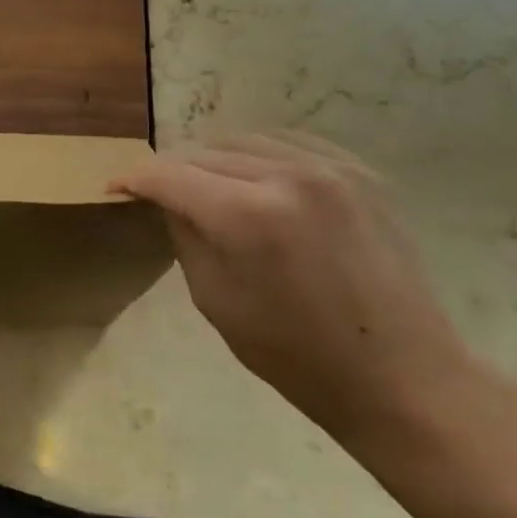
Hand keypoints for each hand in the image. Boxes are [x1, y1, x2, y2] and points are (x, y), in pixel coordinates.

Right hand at [114, 135, 479, 445]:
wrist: (402, 377)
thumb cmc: (296, 355)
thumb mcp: (214, 299)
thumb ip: (185, 235)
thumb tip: (166, 198)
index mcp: (246, 215)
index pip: (168, 174)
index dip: (133, 177)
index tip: (114, 187)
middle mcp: (287, 175)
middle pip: (203, 152)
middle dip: (171, 170)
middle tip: (156, 193)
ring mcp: (330, 168)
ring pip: (243, 140)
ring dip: (213, 159)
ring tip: (203, 185)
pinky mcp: (359, 172)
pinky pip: (289, 142)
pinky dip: (258, 154)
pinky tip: (253, 177)